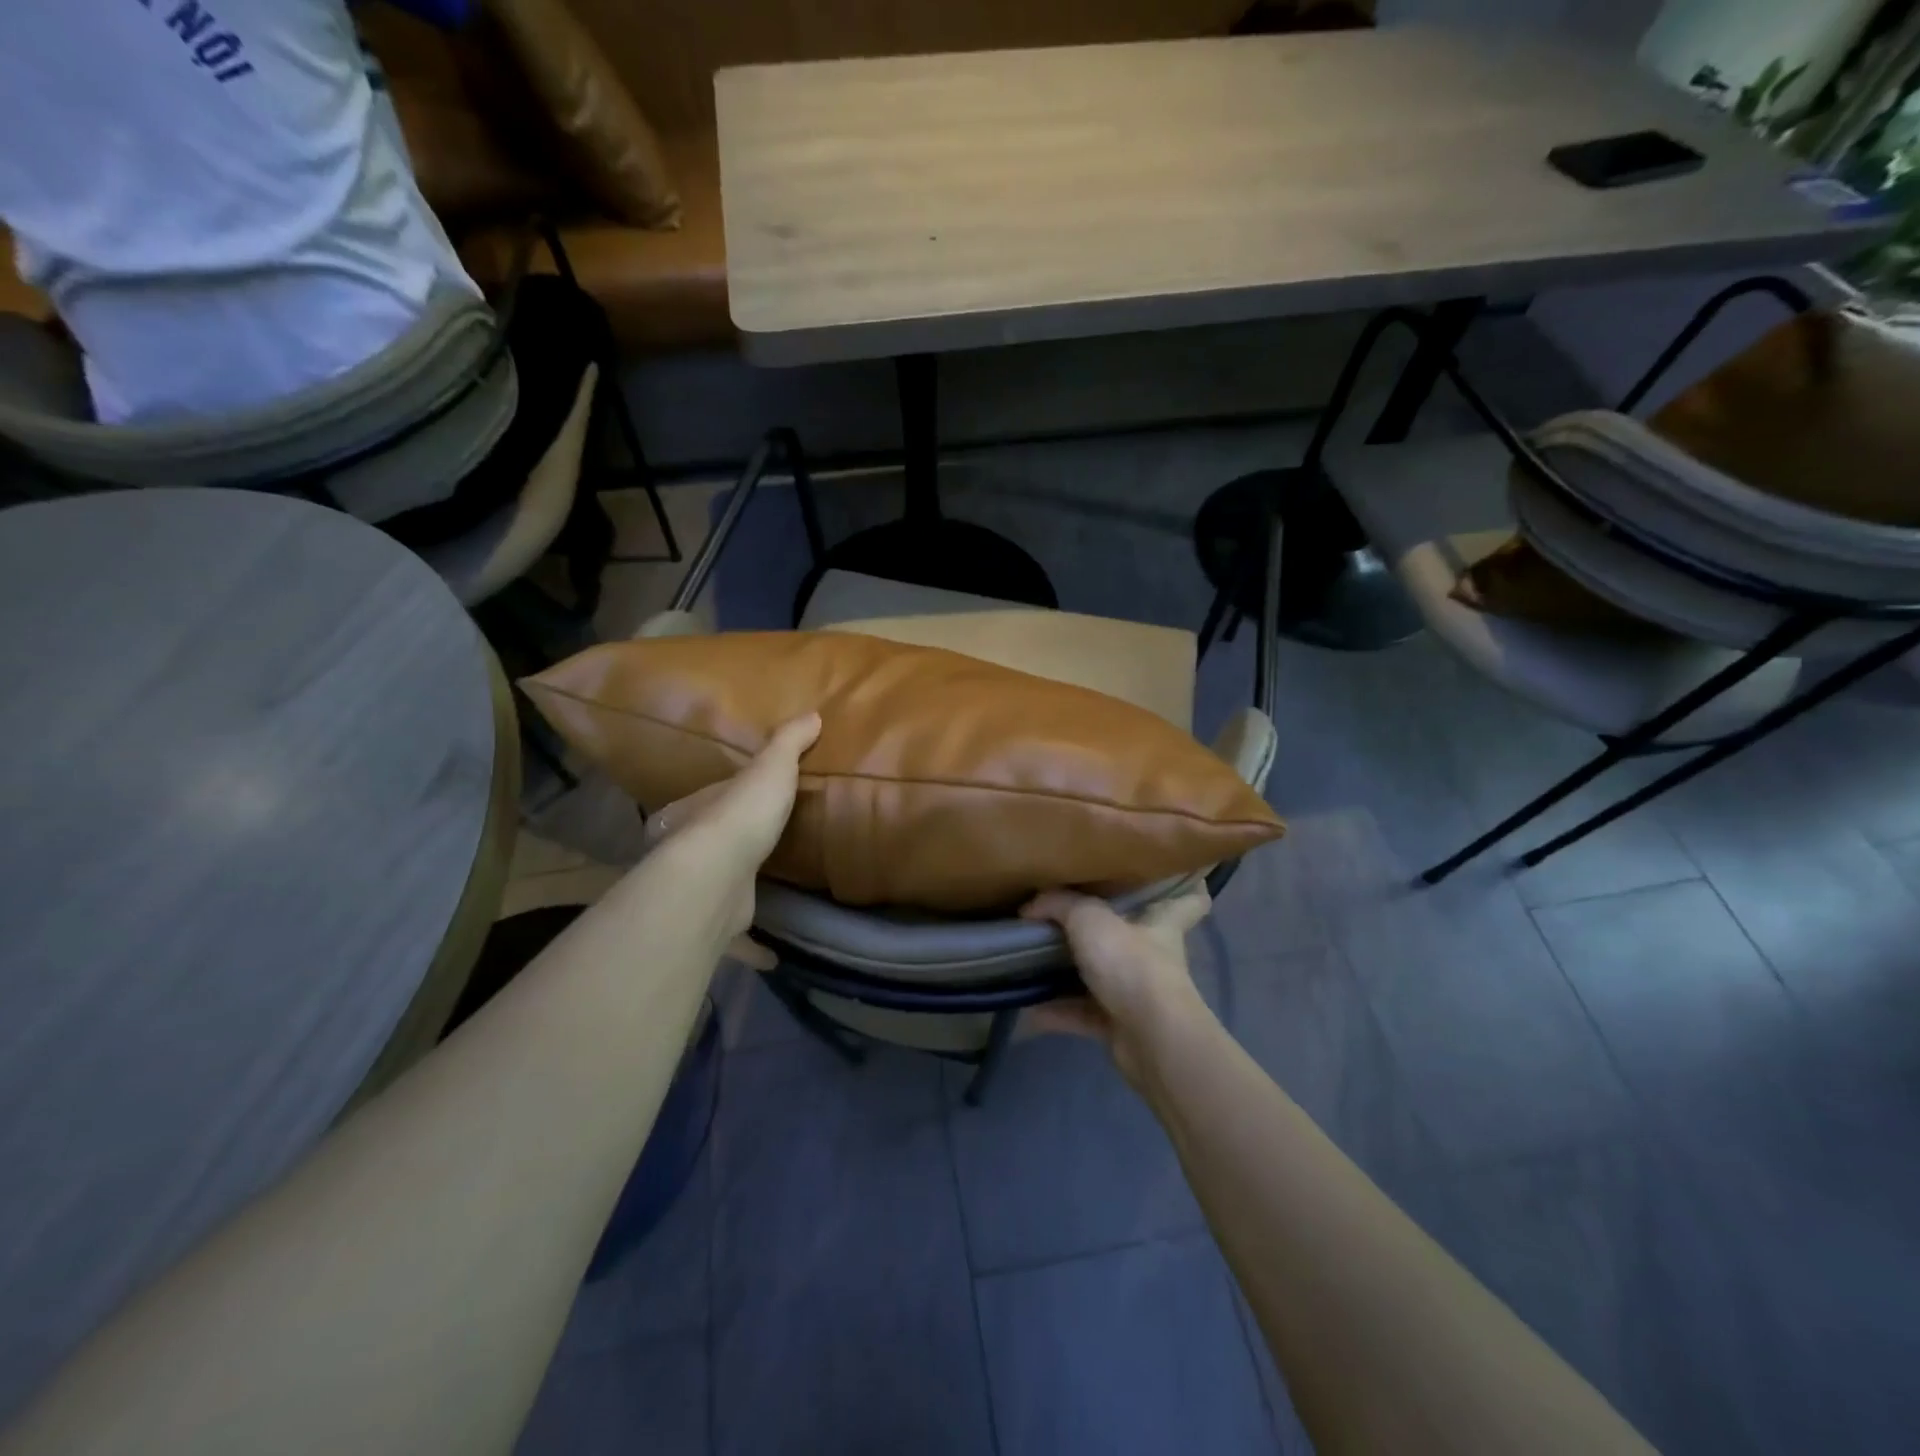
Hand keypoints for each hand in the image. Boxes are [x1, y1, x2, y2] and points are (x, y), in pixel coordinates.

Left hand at [641, 713, 819, 947]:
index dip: (726, 797)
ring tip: (764, 897)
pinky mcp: (716, 925)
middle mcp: (694, 849)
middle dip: (727, 847)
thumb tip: (812, 714)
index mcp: (702, 810)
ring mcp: (702, 889)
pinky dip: (752, 948)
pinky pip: (736, 938)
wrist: (716, 876)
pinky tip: (773, 956)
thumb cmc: (742, 815)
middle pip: (709, 846)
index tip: (744, 802)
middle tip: (755, 849)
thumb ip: (788, 744)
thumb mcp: (771, 769)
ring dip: (735, 895)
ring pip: (719, 891)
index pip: (711, 798)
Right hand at [1020, 888, 1213, 1084]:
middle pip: (1134, 935)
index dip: (1185, 884)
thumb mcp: (1088, 919)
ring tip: (1034, 959)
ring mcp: (1138, 993)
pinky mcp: (1119, 1025)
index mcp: (1161, 922)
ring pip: (1102, 976)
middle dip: (1106, 928)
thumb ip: (1059, 904)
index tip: (1165, 875)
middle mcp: (1153, 955)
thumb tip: (1031, 906)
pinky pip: (1082, 1013)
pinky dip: (1056, 1011)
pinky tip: (1028, 1006)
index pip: (1188, 899)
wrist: (1148, 1036)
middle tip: (1070, 912)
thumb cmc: (1130, 963)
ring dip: (1071, 972)